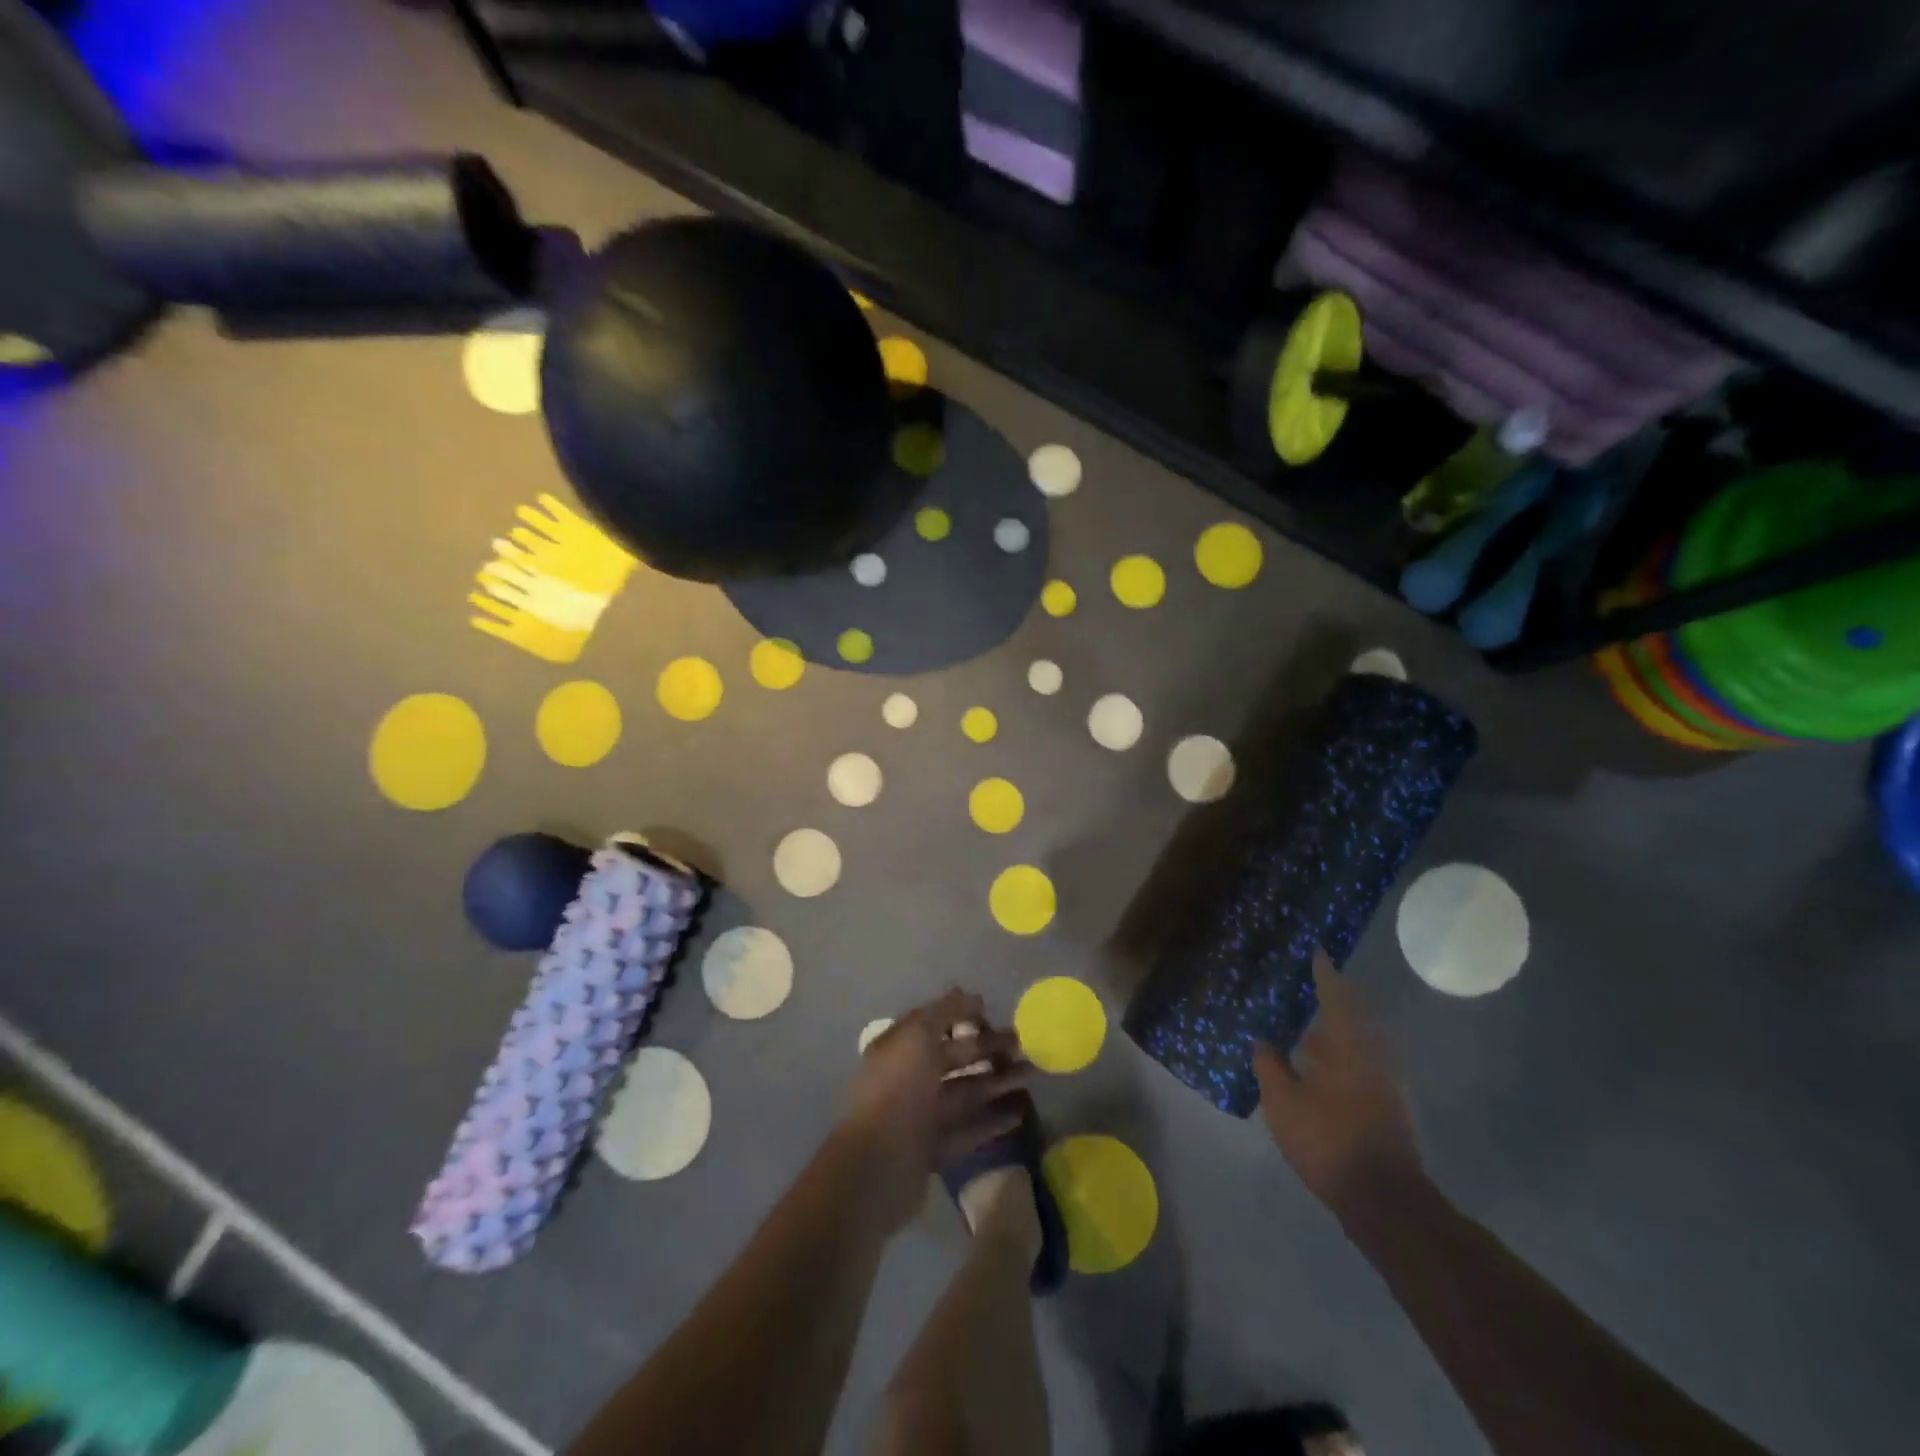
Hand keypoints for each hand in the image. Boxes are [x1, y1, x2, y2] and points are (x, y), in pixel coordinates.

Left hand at [841, 990, 1027, 1232]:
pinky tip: (1020, 1112)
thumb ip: (946, 1011)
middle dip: (988, 1048)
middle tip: (1024, 1044)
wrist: (879, 1163)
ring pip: (965, 1091)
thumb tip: (972, 996)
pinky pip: (967, 1128)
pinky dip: (992, 1119)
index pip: (933, 1023)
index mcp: (899, 1046)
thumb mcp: (919, 1034)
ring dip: (997, 1081)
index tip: (993, 1012)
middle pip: (954, 1057)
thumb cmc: (899, 1087)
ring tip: (1032, 1074)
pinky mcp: (933, 1148)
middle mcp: (909, 1077)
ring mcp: (920, 1114)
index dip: (962, 1015)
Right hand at [1253, 951, 1422, 1217]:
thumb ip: (1270, 1067)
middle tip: (1310, 987)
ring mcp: (1384, 1083)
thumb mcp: (1283, 1103)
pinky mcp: (1386, 1107)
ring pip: (1357, 1044)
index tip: (1317, 952)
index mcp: (1348, 1047)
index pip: (1335, 997)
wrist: (1384, 1200)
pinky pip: (1359, 1065)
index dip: (1323, 974)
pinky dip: (1339, 1057)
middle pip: (1352, 1018)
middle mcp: (1372, 1057)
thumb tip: (1262, 1041)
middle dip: (1332, 1001)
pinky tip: (1318, 1069)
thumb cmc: (1329, 1141)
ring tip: (1305, 1029)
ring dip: (1334, 1033)